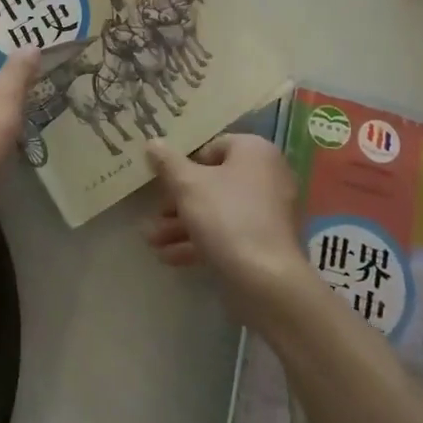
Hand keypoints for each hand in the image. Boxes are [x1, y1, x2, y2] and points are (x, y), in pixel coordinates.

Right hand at [143, 135, 307, 316]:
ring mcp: (270, 212)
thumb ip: (167, 162)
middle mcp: (268, 176)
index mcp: (255, 151)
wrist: (266, 280)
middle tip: (155, 214)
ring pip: (218, 211)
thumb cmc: (226, 217)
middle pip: (213, 182)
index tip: (164, 180)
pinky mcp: (266, 243)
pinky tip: (169, 257)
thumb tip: (152, 142)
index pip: (213, 147)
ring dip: (182, 225)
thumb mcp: (187, 185)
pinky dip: (201, 241)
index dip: (185, 164)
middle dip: (178, 202)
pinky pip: (229, 233)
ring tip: (152, 241)